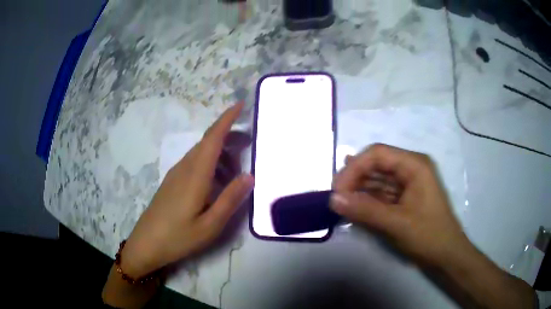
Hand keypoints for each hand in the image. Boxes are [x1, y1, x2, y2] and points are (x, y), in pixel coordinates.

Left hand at [121, 102, 253, 277]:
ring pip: (201, 152)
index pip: (213, 138)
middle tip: (249, 142)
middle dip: (228, 135)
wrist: (146, 244)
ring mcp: (176, 174)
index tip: (240, 105)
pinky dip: (210, 163)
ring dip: (220, 152)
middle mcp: (184, 168)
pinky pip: (194, 162)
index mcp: (195, 175)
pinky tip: (217, 181)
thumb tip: (250, 175)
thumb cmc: (178, 237)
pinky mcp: (172, 182)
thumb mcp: (210, 225)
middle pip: (208, 141)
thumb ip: (230, 199)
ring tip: (236, 169)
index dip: (227, 119)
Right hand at [331, 144, 468, 266]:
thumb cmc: (428, 236)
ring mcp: (407, 183)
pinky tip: (354, 207)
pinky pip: (381, 193)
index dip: (354, 168)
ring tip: (341, 204)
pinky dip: (367, 200)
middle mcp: (411, 168)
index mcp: (414, 165)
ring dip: (358, 190)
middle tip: (336, 199)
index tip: (337, 190)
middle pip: (376, 164)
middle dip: (354, 179)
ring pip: (377, 179)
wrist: (446, 256)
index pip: (377, 154)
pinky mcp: (404, 198)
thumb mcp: (397, 223)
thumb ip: (365, 210)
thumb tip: (333, 199)